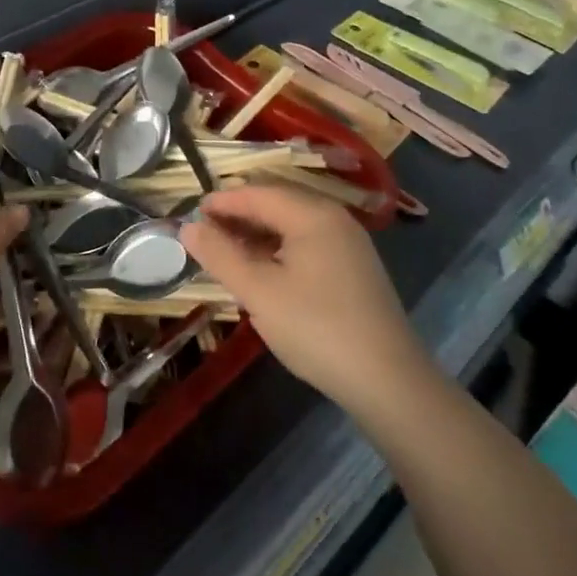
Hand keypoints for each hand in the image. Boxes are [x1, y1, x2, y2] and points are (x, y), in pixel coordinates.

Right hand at [180, 183, 427, 416]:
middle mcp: (334, 219)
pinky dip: (278, 251)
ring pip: (292, 226)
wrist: (388, 382)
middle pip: (276, 204)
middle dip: (238, 217)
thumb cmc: (316, 328)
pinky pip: (307, 245)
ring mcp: (349, 245)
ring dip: (257, 235)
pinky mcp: (354, 270)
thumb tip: (188, 226)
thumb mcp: (259, 292)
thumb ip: (220, 255)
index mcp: (312, 214)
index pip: (257, 194)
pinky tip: (263, 274)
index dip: (221, 202)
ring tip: (226, 255)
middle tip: (204, 237)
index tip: (189, 215)